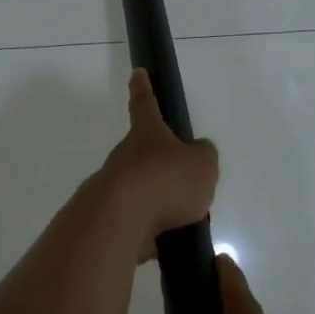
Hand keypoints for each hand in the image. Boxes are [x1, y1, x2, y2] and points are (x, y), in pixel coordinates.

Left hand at [98, 70, 219, 255]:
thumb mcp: (202, 164)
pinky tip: (167, 241)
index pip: (145, 104)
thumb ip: (203, 158)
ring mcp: (115, 188)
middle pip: (144, 154)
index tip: (137, 72)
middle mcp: (125, 156)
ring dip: (159, 201)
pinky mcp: (111, 219)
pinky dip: (152, 229)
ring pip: (141, 189)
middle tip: (183, 179)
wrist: (120, 221)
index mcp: (147, 134)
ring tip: (183, 217)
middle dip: (160, 164)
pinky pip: (138, 221)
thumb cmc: (165, 181)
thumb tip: (196, 155)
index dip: (144, 88)